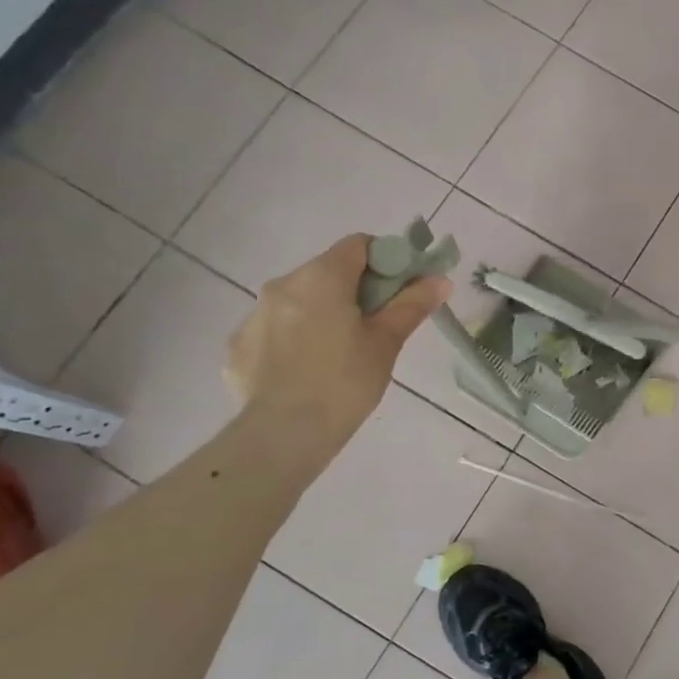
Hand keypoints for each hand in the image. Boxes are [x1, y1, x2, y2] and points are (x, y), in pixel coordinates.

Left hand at [225, 234, 449, 459]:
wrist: (285, 433)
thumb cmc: (346, 382)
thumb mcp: (386, 343)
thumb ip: (411, 305)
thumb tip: (440, 280)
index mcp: (321, 277)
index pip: (359, 245)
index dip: (385, 260)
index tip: (399, 291)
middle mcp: (282, 285)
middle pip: (326, 273)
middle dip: (353, 291)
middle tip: (375, 328)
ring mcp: (253, 315)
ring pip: (298, 302)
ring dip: (321, 315)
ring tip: (338, 356)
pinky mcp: (238, 347)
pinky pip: (273, 332)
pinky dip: (293, 342)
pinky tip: (306, 373)